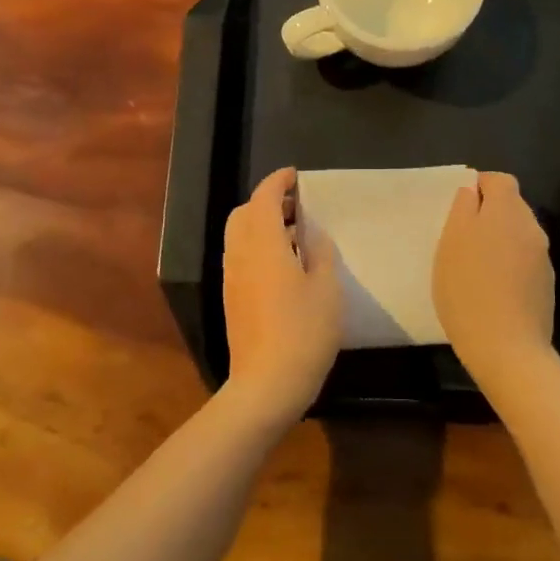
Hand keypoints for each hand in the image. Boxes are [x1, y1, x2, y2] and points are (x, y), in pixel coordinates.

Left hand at [222, 168, 341, 423]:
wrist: (266, 384)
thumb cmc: (304, 331)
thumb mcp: (327, 288)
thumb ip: (320, 253)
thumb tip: (312, 234)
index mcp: (264, 244)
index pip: (264, 198)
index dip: (278, 181)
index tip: (295, 176)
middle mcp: (240, 254)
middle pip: (243, 213)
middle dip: (265, 201)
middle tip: (296, 206)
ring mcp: (232, 278)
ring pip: (239, 236)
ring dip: (260, 224)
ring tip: (294, 234)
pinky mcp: (232, 299)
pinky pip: (240, 257)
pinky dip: (257, 246)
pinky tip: (283, 264)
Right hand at [433, 171, 554, 381]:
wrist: (506, 346)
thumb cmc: (467, 289)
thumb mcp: (451, 242)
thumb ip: (463, 208)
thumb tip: (472, 189)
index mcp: (507, 211)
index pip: (500, 180)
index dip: (480, 185)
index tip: (460, 204)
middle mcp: (532, 227)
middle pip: (512, 206)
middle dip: (489, 213)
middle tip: (462, 236)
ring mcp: (543, 257)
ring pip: (519, 234)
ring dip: (500, 240)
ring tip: (475, 263)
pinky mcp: (546, 284)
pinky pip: (525, 261)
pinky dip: (510, 264)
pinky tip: (492, 287)